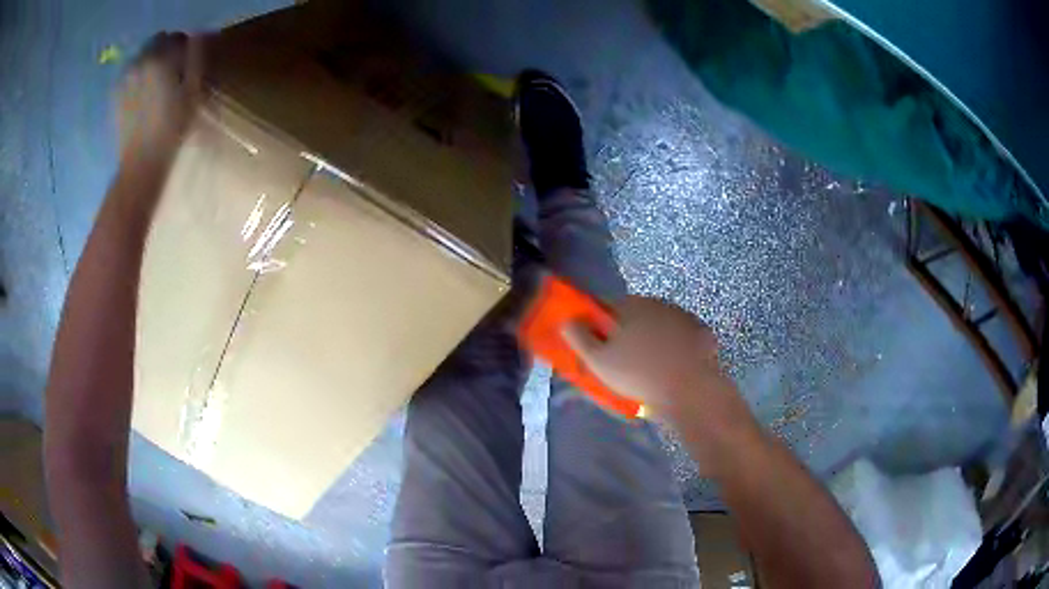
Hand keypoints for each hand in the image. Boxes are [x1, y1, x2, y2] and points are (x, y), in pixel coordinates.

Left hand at [118, 32, 203, 161]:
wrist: (140, 163)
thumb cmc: (171, 129)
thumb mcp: (192, 91)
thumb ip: (195, 57)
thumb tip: (197, 35)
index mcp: (160, 58)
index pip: (176, 36)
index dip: (184, 46)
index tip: (187, 62)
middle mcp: (140, 62)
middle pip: (156, 42)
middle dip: (165, 50)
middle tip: (171, 71)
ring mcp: (124, 78)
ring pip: (142, 56)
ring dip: (150, 62)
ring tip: (155, 84)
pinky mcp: (116, 94)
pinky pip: (129, 73)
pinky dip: (137, 76)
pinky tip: (142, 94)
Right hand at [562, 296, 747, 424]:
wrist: (689, 389)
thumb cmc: (638, 374)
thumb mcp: (598, 361)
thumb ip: (579, 337)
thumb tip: (567, 321)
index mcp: (630, 305)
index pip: (605, 306)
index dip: (598, 324)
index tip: (598, 344)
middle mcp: (656, 303)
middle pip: (633, 314)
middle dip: (626, 331)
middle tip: (623, 358)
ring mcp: (681, 316)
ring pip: (658, 324)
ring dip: (651, 337)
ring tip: (649, 366)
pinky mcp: (700, 332)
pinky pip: (680, 335)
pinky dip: (674, 346)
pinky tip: (672, 366)